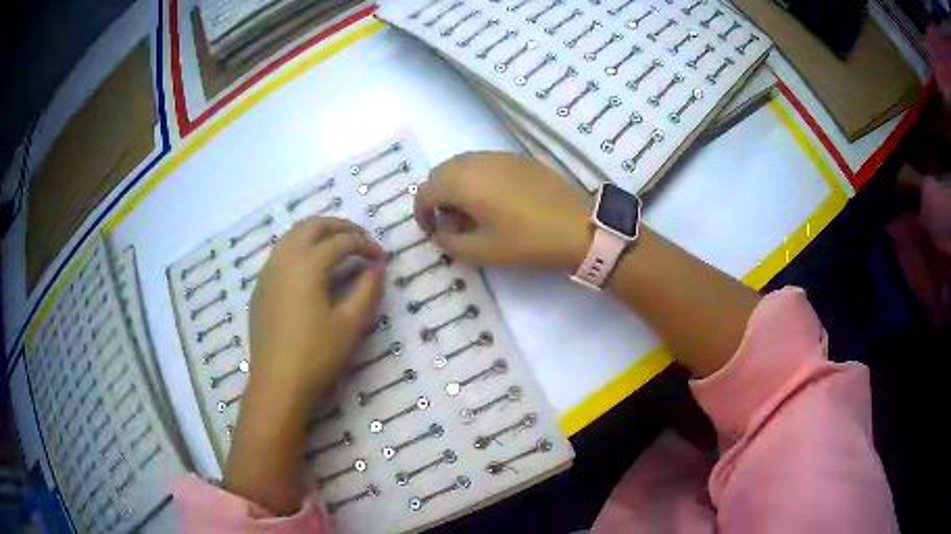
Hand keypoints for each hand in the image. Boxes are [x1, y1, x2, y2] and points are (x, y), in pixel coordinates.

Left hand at [225, 217, 385, 515]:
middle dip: (340, 227)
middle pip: (313, 226)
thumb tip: (375, 269)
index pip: (342, 241)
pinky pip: (281, 253)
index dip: (366, 245)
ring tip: (338, 250)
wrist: (277, 384)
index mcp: (307, 264)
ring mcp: (267, 272)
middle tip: (361, 240)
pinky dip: (300, 249)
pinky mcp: (260, 288)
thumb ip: (367, 290)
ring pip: (293, 236)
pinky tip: (310, 271)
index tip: (383, 259)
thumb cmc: (317, 355)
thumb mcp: (351, 324)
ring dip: (318, 234)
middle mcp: (284, 259)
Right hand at [414, 152, 591, 269]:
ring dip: (455, 186)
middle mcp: (475, 161)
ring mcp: (498, 156)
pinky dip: (476, 178)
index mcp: (462, 182)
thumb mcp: (482, 252)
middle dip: (437, 197)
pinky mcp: (517, 158)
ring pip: (461, 165)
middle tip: (451, 223)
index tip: (432, 232)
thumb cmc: (526, 241)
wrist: (576, 226)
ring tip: (472, 212)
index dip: (421, 214)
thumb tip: (439, 234)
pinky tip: (494, 200)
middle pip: (440, 173)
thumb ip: (450, 243)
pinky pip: (483, 163)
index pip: (424, 191)